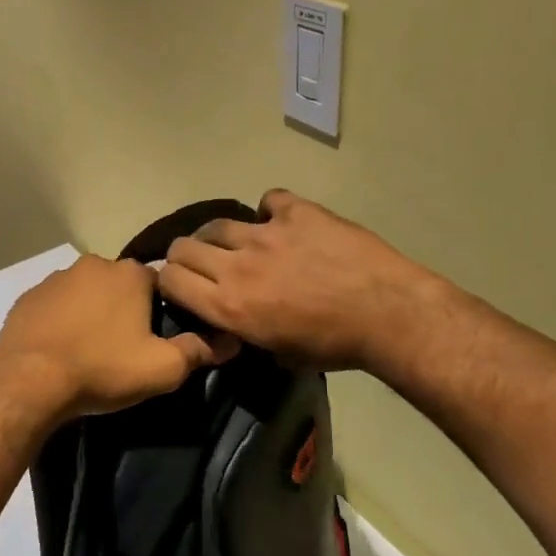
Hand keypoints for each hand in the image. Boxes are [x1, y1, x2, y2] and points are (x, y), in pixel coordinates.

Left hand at [0, 255, 235, 422]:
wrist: (29, 382)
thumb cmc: (102, 369)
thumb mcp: (161, 368)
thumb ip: (197, 351)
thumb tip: (230, 341)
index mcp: (130, 274)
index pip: (158, 283)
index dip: (160, 310)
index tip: (154, 338)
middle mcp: (93, 265)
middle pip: (120, 285)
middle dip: (124, 309)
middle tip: (123, 347)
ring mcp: (55, 279)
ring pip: (85, 292)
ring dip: (91, 313)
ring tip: (90, 351)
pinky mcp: (28, 297)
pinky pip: (54, 306)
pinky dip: (61, 321)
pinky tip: (60, 348)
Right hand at [158, 189, 448, 373]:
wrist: (386, 312)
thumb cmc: (334, 346)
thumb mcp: (280, 355)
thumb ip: (246, 333)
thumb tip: (236, 323)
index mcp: (229, 306)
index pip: (170, 280)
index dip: (169, 281)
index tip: (181, 285)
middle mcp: (236, 266)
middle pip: (183, 247)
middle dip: (186, 256)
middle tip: (204, 264)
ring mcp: (265, 233)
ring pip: (218, 223)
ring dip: (222, 235)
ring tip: (240, 242)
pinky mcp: (296, 211)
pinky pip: (269, 200)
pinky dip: (271, 211)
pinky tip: (285, 223)